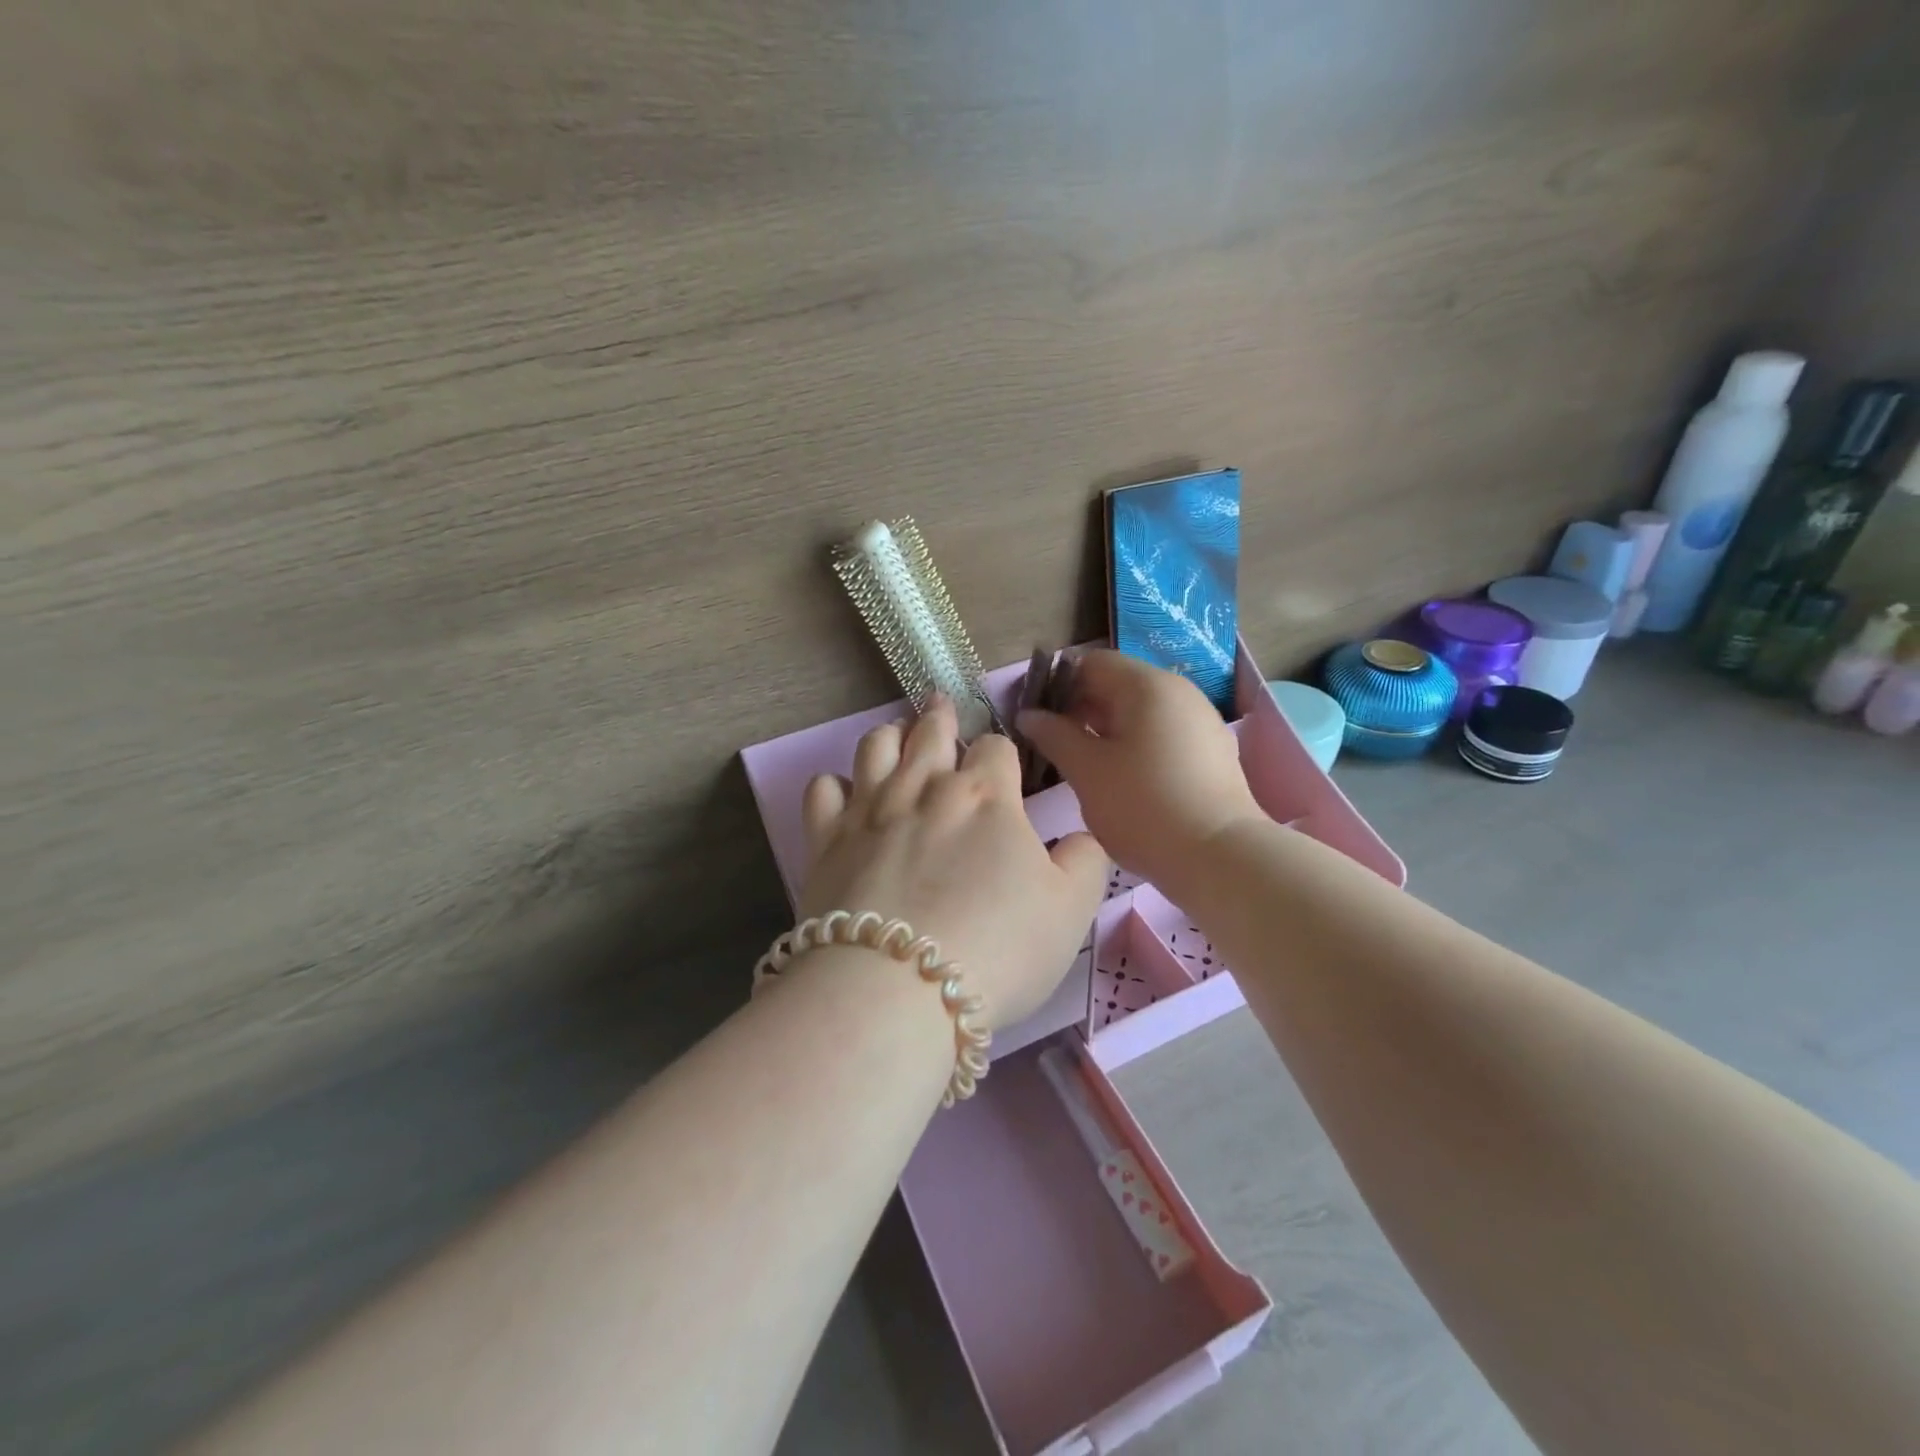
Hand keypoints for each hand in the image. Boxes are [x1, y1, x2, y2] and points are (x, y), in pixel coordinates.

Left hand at [798, 699, 1109, 1031]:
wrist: (898, 989)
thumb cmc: (998, 949)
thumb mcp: (1071, 911)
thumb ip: (1084, 861)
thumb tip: (1080, 836)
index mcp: (986, 797)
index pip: (996, 748)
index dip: (1002, 752)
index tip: (1002, 765)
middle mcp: (925, 787)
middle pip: (931, 731)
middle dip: (941, 717)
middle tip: (941, 707)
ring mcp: (870, 810)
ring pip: (875, 746)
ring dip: (890, 735)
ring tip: (896, 735)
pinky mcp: (825, 840)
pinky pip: (822, 790)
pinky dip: (833, 784)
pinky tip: (843, 793)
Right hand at [1018, 650, 1262, 891]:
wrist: (1220, 857)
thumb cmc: (1144, 807)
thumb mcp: (1086, 771)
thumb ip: (1053, 735)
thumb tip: (1029, 715)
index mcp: (1147, 685)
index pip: (1090, 663)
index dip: (1056, 685)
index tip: (1035, 719)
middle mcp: (1178, 691)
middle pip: (1116, 684)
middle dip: (1079, 710)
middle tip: (1052, 745)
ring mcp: (1199, 720)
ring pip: (1139, 712)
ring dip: (1105, 730)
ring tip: (1083, 765)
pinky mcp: (1210, 750)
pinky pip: (1161, 733)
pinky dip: (1134, 745)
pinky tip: (1120, 779)